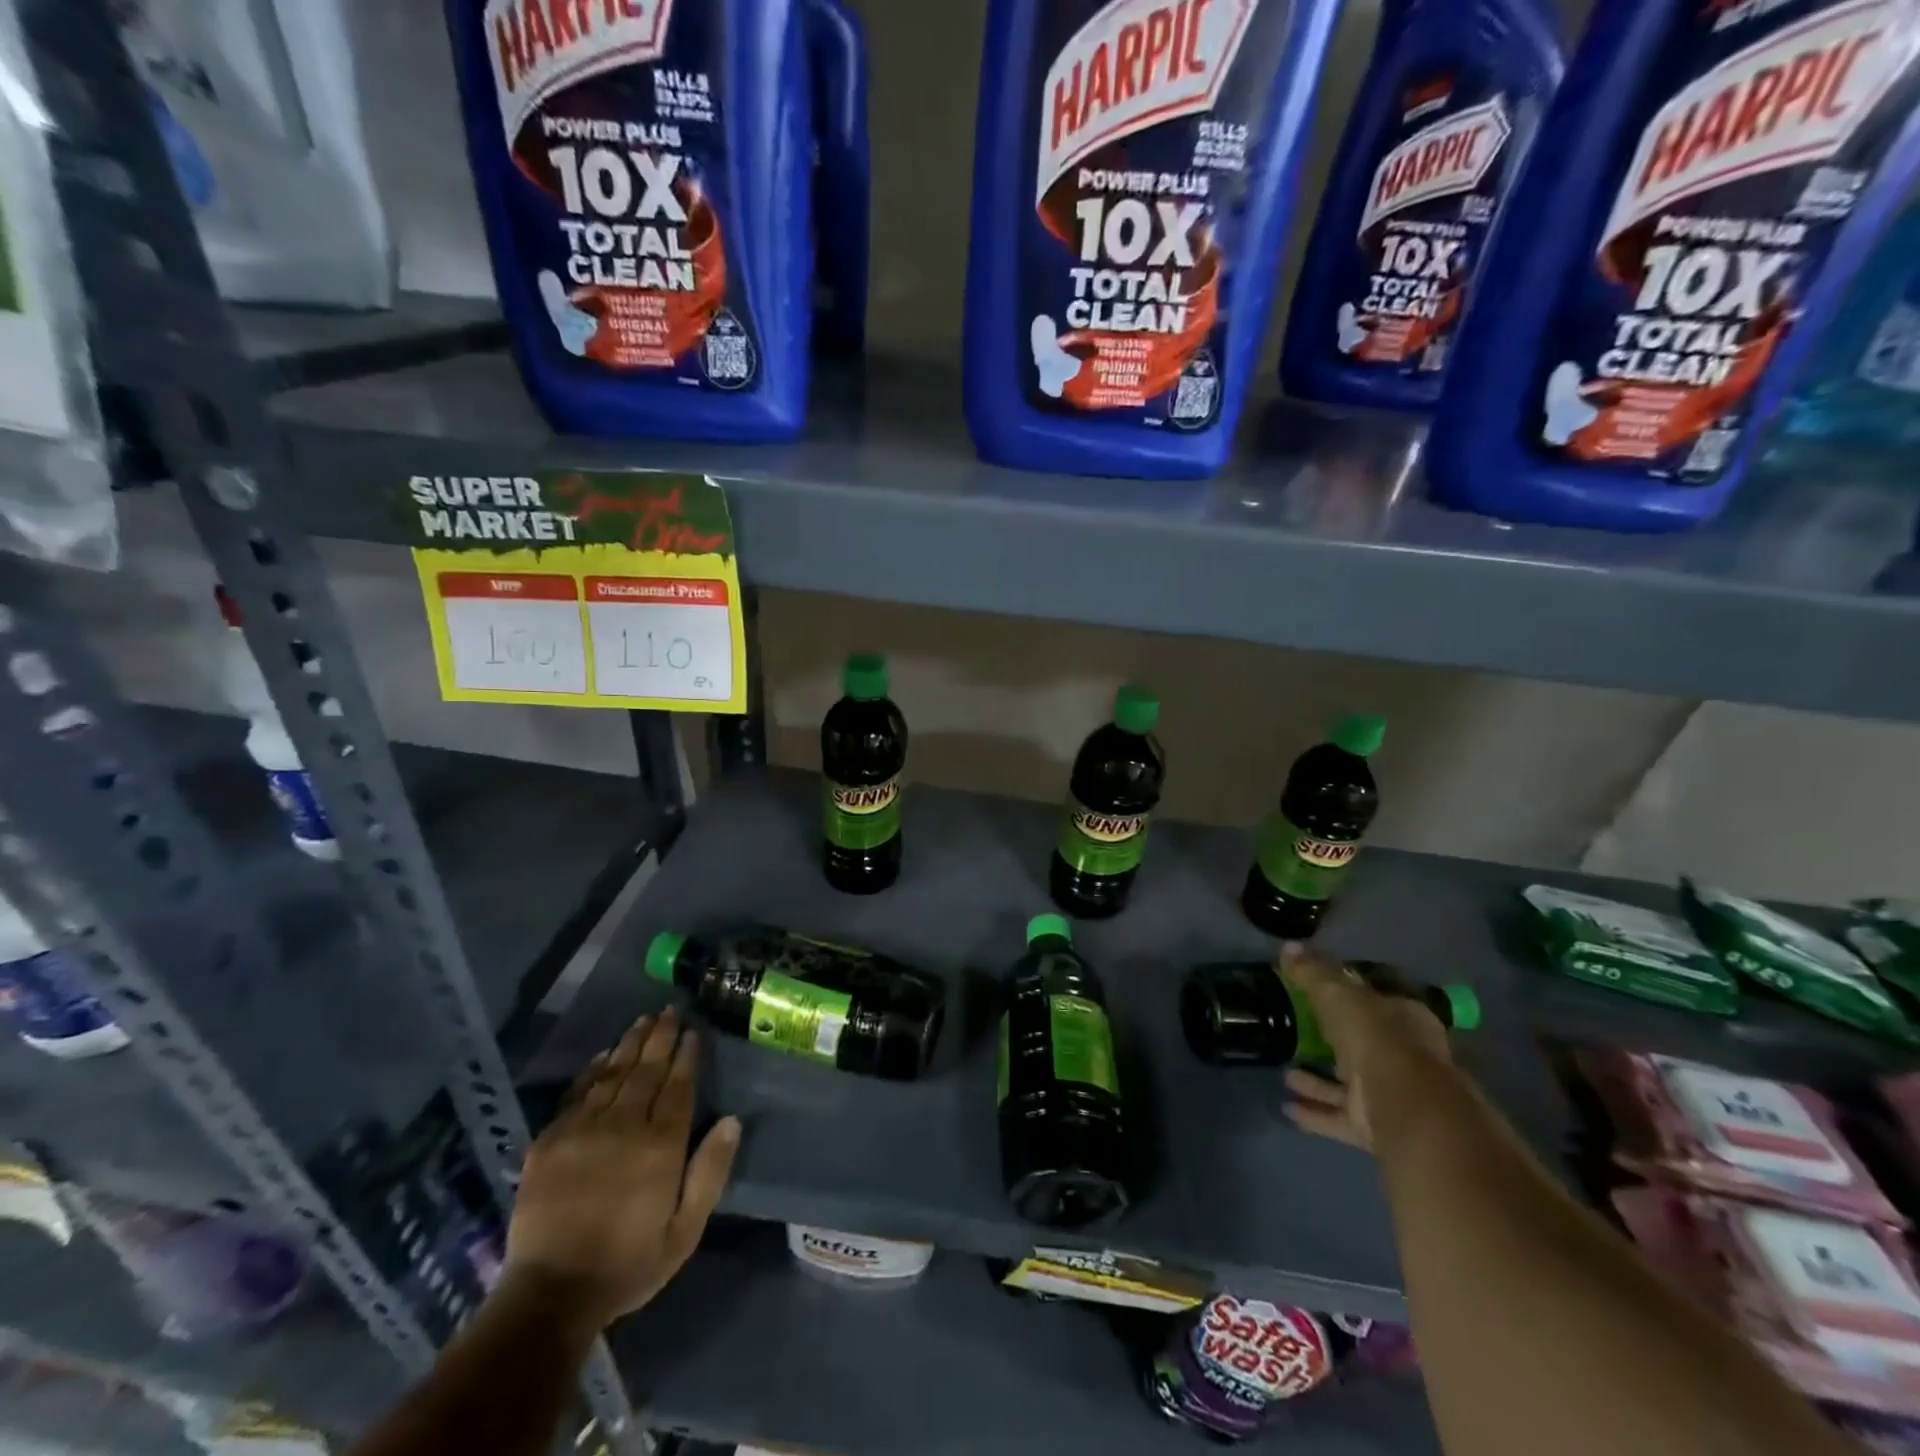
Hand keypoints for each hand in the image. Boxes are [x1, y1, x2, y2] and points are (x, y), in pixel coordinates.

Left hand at [503, 1007, 739, 1330]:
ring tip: (643, 1021)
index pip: (678, 1086)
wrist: (549, 1295)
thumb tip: (731, 1120)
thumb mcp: (685, 1231)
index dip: (687, 1056)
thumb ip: (710, 1172)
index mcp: (660, 1145)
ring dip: (630, 1043)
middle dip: (661, 1037)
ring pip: (612, 1073)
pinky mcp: (549, 1141)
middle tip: (670, 1010)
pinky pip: (577, 1093)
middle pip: (646, 1070)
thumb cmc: (628, 1264)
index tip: (694, 1032)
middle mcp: (623, 1126)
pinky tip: (603, 1055)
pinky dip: (592, 1070)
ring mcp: (582, 1130)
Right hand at [1279, 946, 1454, 1150]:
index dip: (1351, 995)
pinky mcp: (1375, 1126)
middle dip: (1333, 1042)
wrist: (1404, 1106)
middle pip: (1363, 1043)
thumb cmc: (1376, 1037)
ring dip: (1317, 1080)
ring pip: (1348, 1083)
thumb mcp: (1338, 994)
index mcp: (1405, 1018)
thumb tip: (1287, 947)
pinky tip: (1287, 1107)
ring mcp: (1390, 1094)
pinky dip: (1314, 1112)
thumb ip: (1312, 973)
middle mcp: (1403, 1056)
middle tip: (1300, 1034)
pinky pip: (1338, 1115)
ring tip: (1284, 1072)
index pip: (1377, 1000)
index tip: (1320, 993)